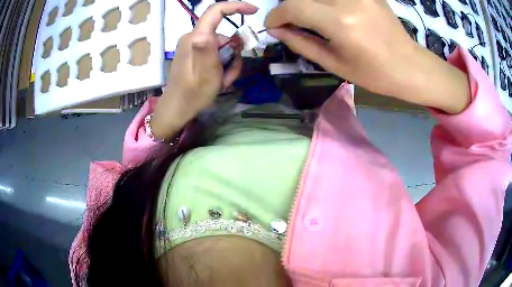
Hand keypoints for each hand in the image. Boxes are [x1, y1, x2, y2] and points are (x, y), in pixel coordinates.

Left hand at [151, 2, 257, 139]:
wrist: (177, 108)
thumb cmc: (193, 94)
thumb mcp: (206, 74)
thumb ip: (207, 50)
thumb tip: (206, 33)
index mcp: (196, 37)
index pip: (216, 11)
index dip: (236, 6)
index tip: (254, 11)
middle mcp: (193, 36)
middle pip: (223, 34)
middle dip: (233, 51)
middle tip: (230, 73)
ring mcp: (193, 44)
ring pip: (221, 45)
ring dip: (228, 61)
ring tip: (223, 80)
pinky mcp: (193, 52)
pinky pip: (214, 52)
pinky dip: (221, 64)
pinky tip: (218, 78)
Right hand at [264, 0, 469, 112]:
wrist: (409, 66)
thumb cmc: (374, 73)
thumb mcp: (334, 64)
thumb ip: (301, 43)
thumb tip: (276, 31)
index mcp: (341, 23)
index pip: (294, 7)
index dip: (276, 15)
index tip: (272, 25)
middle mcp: (349, 1)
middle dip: (289, 6)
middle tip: (289, 21)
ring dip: (307, 3)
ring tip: (308, 16)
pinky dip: (324, 1)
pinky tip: (326, 11)